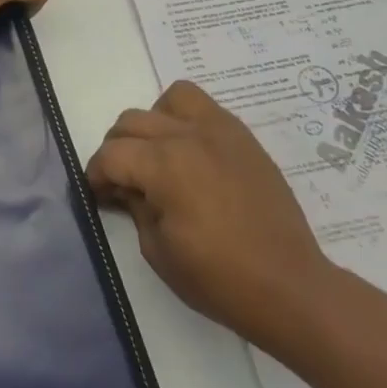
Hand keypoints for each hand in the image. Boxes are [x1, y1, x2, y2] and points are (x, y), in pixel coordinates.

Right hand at [87, 80, 332, 353]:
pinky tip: (190, 154)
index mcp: (165, 165)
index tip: (98, 195)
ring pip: (168, 100)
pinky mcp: (242, 137)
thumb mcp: (158, 251)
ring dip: (152, 124)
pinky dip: (185, 119)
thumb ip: (135, 207)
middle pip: (131, 122)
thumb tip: (125, 187)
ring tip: (158, 157)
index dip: (95, 175)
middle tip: (123, 183)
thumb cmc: (220, 279)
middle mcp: (188, 135)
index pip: (111, 154)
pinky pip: (202, 106)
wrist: (290, 287)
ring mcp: (219, 130)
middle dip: (116, 150)